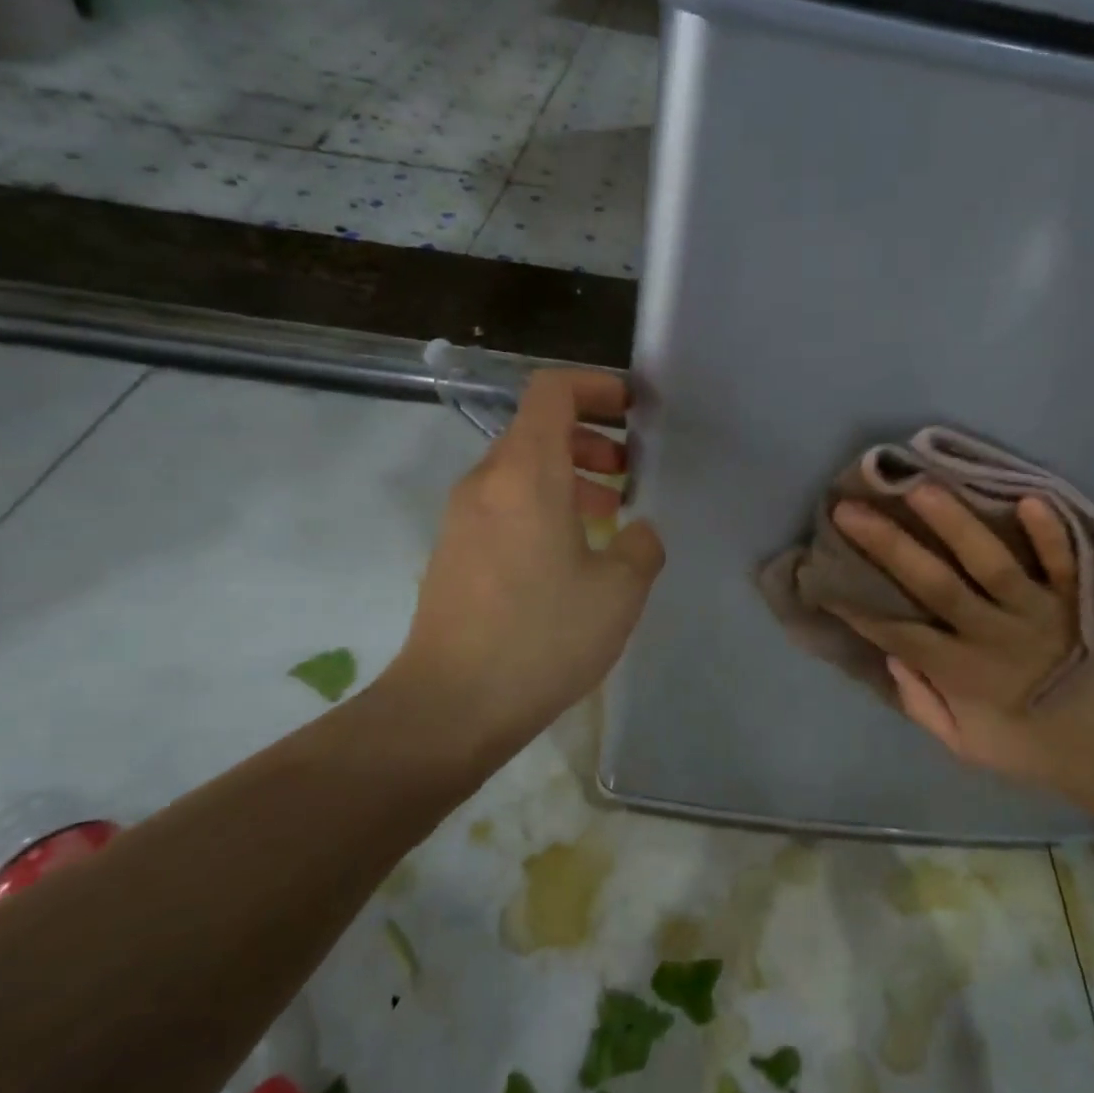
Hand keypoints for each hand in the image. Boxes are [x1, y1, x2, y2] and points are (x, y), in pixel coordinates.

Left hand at [385, 370, 664, 775]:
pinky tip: (572, 555)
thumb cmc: (542, 637)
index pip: (552, 391)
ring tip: (609, 516)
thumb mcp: (619, 591)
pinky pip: (505, 505)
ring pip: (522, 470)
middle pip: (538, 429)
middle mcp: (486, 482)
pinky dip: (544, 506)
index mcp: (526, 474)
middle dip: (591, 439)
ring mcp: (462, 517)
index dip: (595, 386)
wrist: (451, 705)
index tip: (632, 410)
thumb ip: (642, 546)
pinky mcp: (454, 551)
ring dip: (570, 476)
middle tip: (629, 472)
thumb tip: (638, 532)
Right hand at [827, 486, 1093, 820]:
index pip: (899, 632)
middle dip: (887, 545)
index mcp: (963, 674)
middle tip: (850, 509)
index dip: (859, 606)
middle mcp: (994, 637)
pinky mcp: (1082, 602)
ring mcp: (1040, 615)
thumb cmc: (1039, 751)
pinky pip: (1065, 562)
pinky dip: (1049, 532)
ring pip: (991, 563)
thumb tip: (893, 655)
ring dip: (954, 524)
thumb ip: (925, 705)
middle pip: (934, 585)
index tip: (826, 575)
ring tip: (920, 486)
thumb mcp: (969, 747)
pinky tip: (1027, 497)